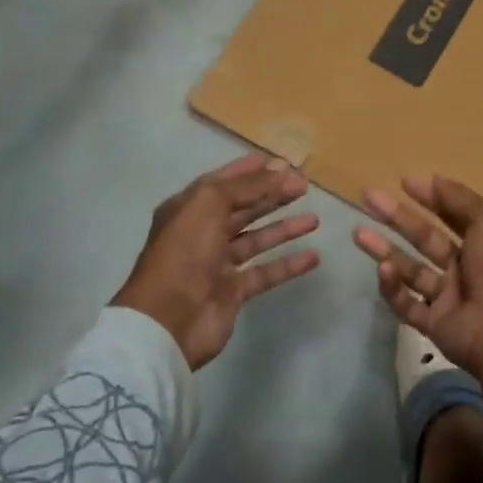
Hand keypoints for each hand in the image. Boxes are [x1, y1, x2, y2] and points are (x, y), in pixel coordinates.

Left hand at [113, 154, 320, 369]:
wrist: (168, 320)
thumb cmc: (185, 253)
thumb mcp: (209, 204)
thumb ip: (247, 186)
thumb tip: (282, 171)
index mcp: (189, 209)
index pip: (224, 182)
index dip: (251, 171)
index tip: (282, 162)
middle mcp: (202, 233)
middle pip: (243, 208)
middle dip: (272, 195)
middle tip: (305, 185)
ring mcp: (218, 264)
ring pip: (256, 240)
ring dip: (284, 228)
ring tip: (314, 219)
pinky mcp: (233, 291)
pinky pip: (266, 273)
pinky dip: (288, 265)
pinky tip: (313, 257)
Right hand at [353, 175, 482, 410]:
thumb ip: (458, 198)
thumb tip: (430, 178)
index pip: (452, 215)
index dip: (430, 197)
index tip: (403, 182)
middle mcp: (465, 267)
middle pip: (425, 239)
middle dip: (397, 218)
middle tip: (368, 198)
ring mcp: (448, 297)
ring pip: (410, 270)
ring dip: (384, 251)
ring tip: (358, 233)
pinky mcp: (433, 324)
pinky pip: (407, 303)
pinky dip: (393, 287)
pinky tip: (382, 269)